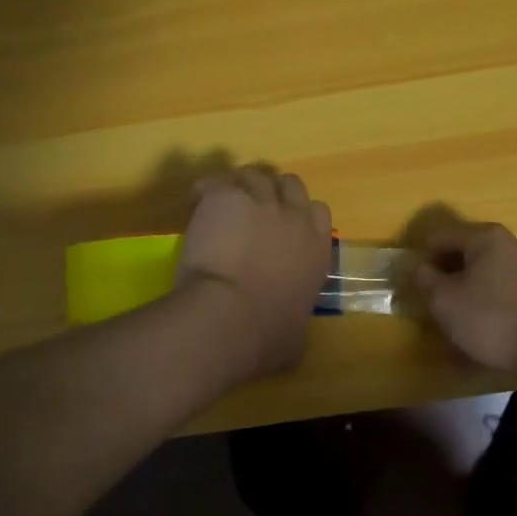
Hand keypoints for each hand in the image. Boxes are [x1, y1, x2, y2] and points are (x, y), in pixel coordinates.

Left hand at [177, 166, 332, 382]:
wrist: (227, 317)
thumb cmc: (265, 336)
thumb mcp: (295, 340)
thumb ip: (297, 324)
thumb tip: (292, 335)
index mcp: (317, 250)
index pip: (319, 212)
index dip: (300, 215)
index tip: (283, 227)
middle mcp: (294, 218)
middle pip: (290, 184)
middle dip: (274, 192)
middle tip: (253, 208)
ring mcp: (259, 203)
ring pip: (254, 175)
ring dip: (241, 185)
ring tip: (222, 202)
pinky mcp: (225, 197)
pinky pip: (218, 181)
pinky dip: (209, 188)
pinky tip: (198, 199)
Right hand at [410, 222, 516, 374]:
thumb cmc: (490, 319)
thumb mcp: (443, 300)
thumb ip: (424, 278)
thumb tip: (421, 268)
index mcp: (486, 236)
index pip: (440, 238)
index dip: (423, 261)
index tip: (418, 289)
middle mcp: (512, 242)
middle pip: (466, 253)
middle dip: (447, 275)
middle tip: (437, 305)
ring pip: (487, 271)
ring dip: (469, 288)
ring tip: (461, 319)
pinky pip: (505, 287)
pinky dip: (490, 300)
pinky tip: (487, 325)